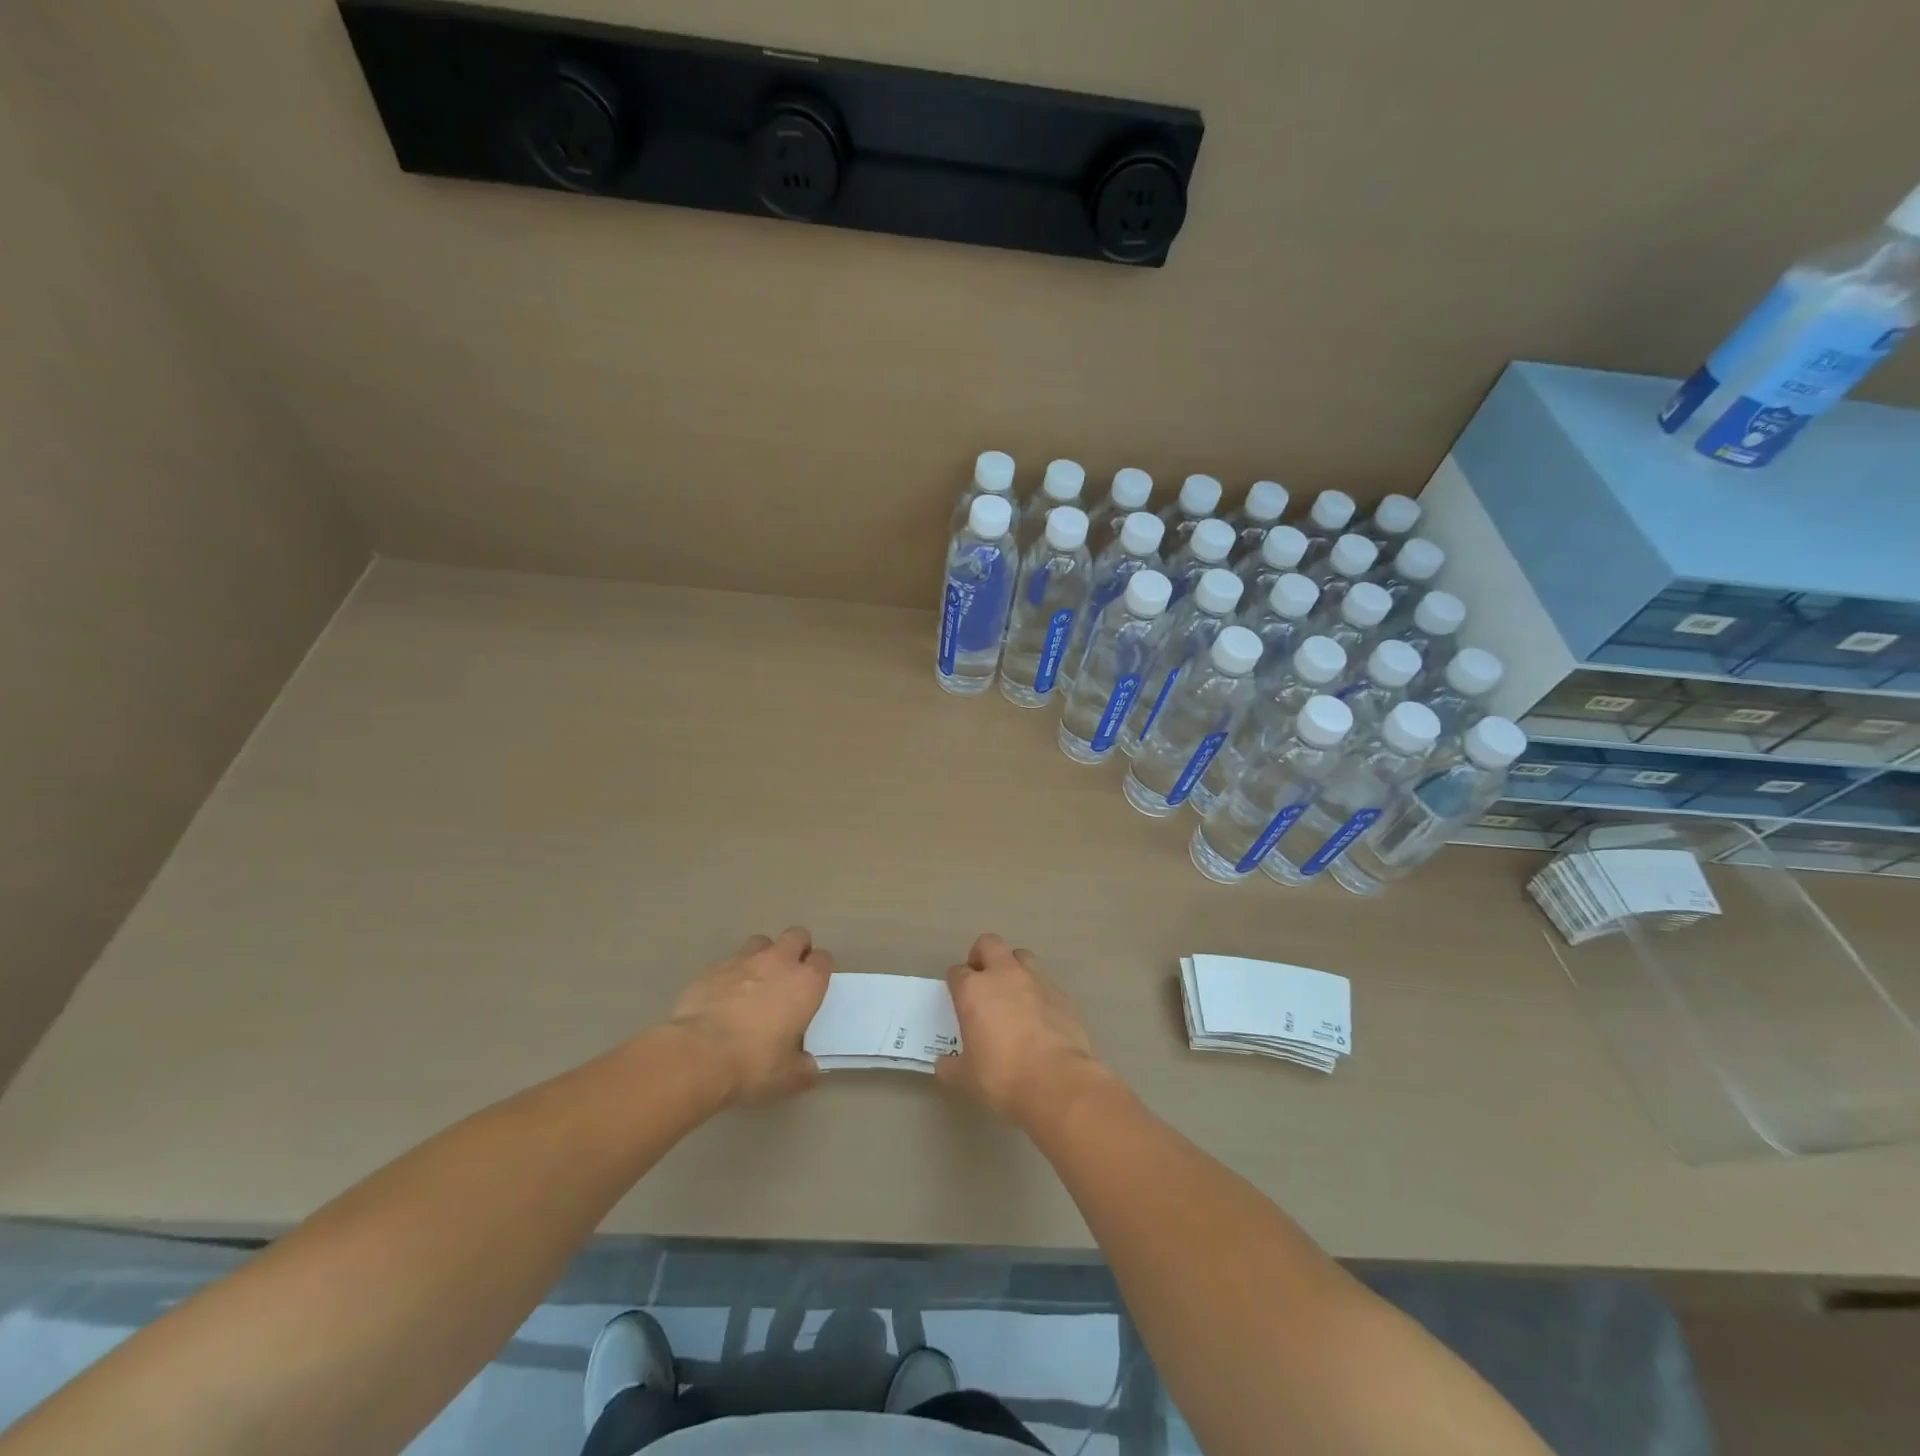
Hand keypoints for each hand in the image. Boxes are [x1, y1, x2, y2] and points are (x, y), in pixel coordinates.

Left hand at [667, 927, 832, 1106]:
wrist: (698, 1055)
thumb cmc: (754, 1063)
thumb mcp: (788, 1077)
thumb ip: (804, 1068)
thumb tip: (809, 1068)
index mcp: (806, 983)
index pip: (823, 960)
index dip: (820, 970)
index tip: (813, 988)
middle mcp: (778, 962)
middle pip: (796, 935)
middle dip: (796, 949)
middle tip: (789, 976)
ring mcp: (743, 961)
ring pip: (761, 942)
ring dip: (763, 956)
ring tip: (756, 982)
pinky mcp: (712, 969)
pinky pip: (729, 963)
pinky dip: (731, 975)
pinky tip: (724, 998)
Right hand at [937, 934, 1106, 1127]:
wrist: (1057, 1081)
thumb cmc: (1003, 1077)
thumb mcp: (966, 1078)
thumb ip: (951, 1066)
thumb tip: (944, 1063)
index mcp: (974, 990)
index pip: (957, 972)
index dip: (956, 984)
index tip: (958, 1000)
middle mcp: (1004, 975)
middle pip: (989, 944)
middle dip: (982, 956)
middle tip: (981, 981)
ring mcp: (1036, 980)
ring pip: (1021, 956)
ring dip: (1013, 968)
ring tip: (1012, 995)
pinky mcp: (1062, 994)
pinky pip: (1045, 983)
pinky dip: (1038, 993)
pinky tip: (1039, 1017)